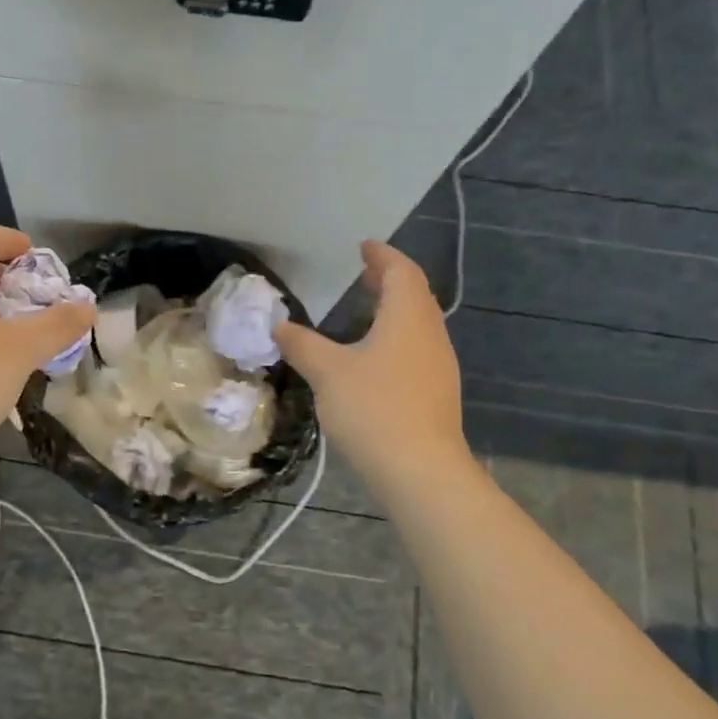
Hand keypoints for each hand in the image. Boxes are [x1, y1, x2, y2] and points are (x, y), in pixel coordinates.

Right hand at [275, 241, 473, 485]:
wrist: (420, 471)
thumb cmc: (373, 408)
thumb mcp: (327, 372)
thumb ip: (302, 344)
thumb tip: (279, 326)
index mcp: (408, 318)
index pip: (401, 272)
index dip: (383, 256)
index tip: (364, 247)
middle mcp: (430, 335)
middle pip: (415, 295)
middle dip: (390, 280)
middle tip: (364, 273)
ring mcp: (438, 366)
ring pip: (418, 324)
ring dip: (394, 310)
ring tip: (367, 310)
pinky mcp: (436, 393)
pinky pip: (417, 349)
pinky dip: (397, 337)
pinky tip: (374, 357)